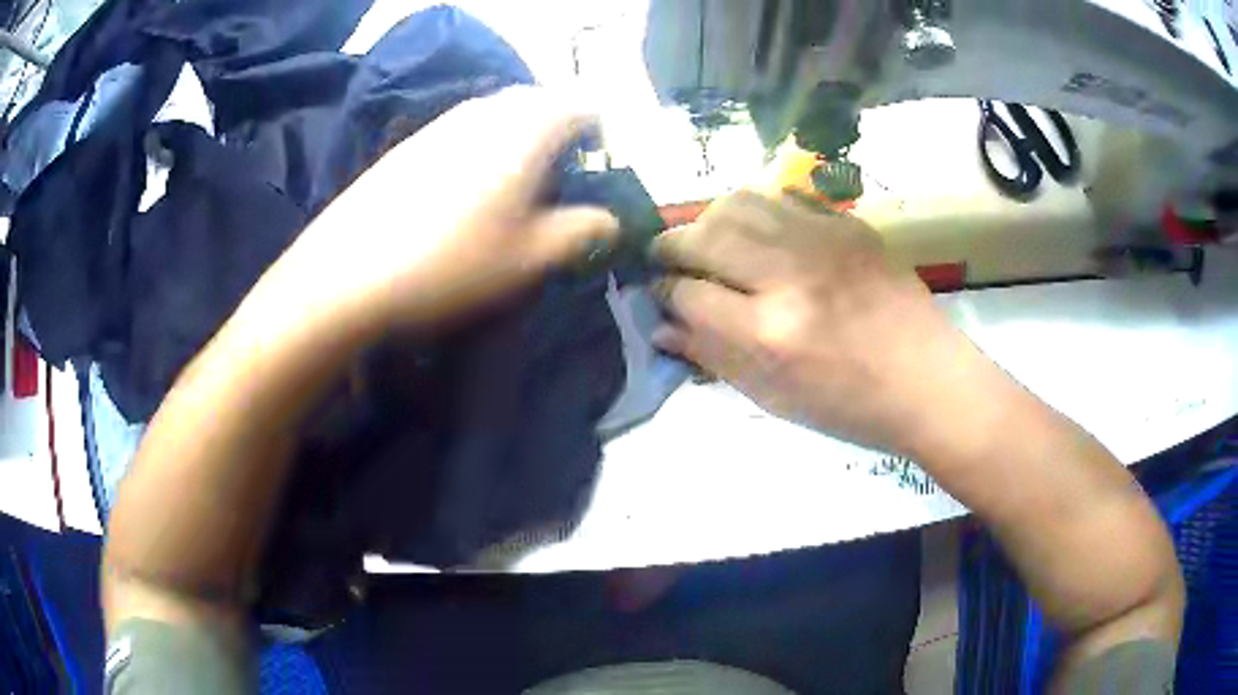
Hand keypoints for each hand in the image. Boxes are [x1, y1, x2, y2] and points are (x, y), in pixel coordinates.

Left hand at [275, 87, 618, 331]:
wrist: (347, 273)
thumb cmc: (451, 262)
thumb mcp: (530, 257)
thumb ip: (582, 232)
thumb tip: (613, 221)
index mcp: (525, 128)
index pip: (581, 105)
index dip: (601, 130)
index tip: (603, 163)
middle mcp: (484, 111)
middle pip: (538, 101)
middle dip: (561, 128)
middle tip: (565, 173)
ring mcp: (441, 123)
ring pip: (498, 113)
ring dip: (520, 136)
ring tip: (518, 183)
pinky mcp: (409, 143)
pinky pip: (462, 128)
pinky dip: (482, 146)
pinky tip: (466, 191)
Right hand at [652, 191, 976, 455]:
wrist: (929, 380)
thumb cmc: (852, 406)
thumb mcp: (776, 398)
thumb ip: (714, 357)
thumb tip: (662, 328)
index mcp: (769, 333)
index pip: (686, 294)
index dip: (662, 293)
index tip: (659, 295)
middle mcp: (789, 274)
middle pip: (703, 236)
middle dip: (670, 246)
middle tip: (667, 259)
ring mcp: (822, 240)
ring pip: (738, 203)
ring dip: (709, 219)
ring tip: (708, 241)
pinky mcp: (847, 224)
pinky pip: (782, 200)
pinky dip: (755, 213)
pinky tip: (758, 235)